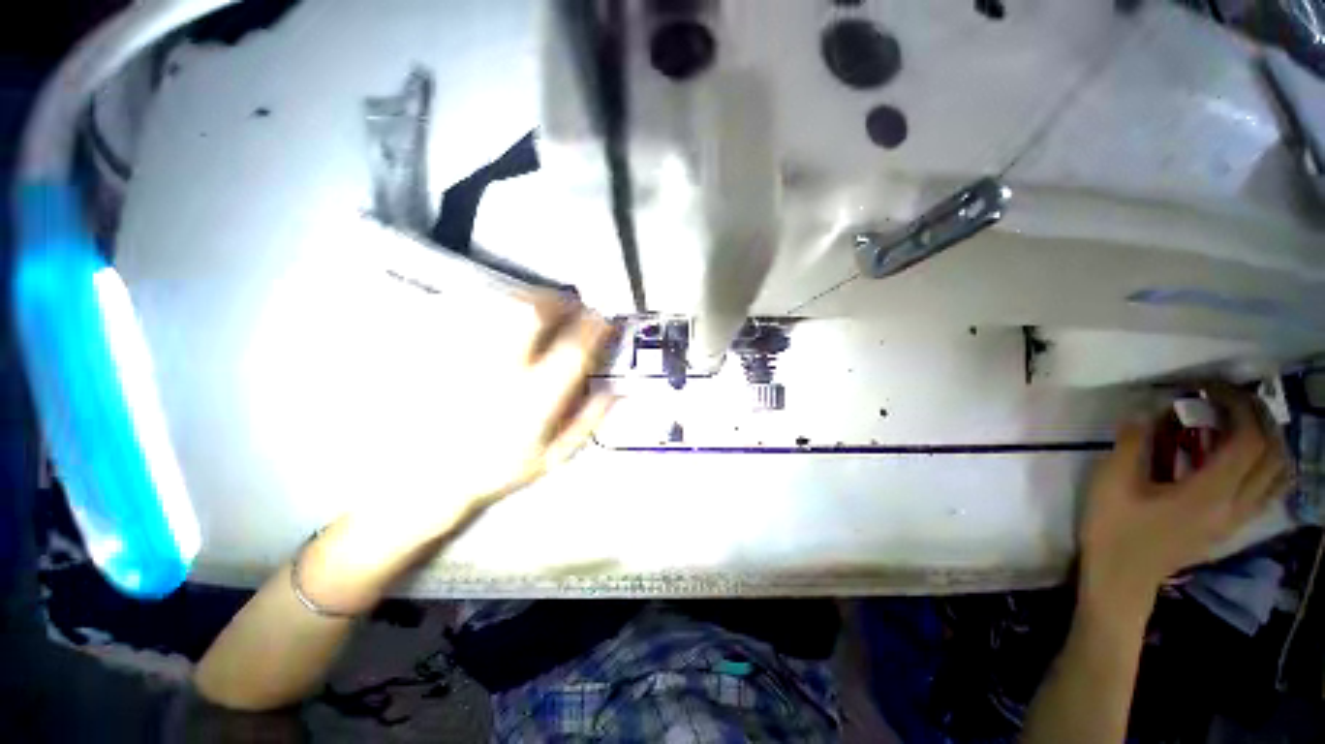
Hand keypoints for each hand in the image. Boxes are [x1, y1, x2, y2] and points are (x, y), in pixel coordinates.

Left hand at [343, 290, 616, 547]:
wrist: (420, 479)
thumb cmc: (494, 468)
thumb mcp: (553, 456)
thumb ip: (588, 420)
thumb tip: (616, 389)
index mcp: (533, 400)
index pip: (574, 350)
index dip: (595, 328)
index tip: (603, 320)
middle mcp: (499, 370)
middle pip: (534, 313)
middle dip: (560, 302)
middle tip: (569, 305)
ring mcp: (461, 354)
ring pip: (500, 303)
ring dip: (529, 298)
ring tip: (539, 305)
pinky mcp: (431, 345)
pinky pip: (466, 306)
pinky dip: (492, 301)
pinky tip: (499, 310)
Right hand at [1079, 389, 1293, 617]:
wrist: (1122, 578)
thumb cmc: (1114, 530)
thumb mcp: (1110, 483)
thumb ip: (1133, 444)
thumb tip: (1147, 411)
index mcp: (1211, 494)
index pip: (1248, 439)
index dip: (1237, 406)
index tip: (1208, 388)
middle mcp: (1236, 505)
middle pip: (1272, 452)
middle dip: (1257, 416)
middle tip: (1226, 399)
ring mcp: (1238, 518)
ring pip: (1279, 473)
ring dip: (1269, 439)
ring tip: (1240, 422)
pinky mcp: (1233, 526)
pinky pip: (1269, 489)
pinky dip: (1267, 464)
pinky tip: (1244, 456)